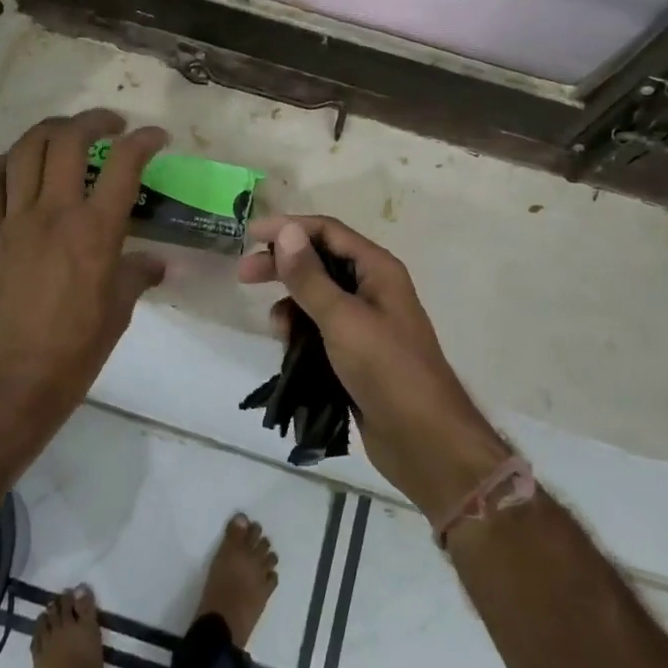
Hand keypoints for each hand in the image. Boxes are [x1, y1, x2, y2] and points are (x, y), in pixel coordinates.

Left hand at [0, 110, 167, 458]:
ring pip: (25, 151)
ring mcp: (15, 221)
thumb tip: (156, 263)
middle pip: (68, 140)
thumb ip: (138, 275)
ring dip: (50, 130)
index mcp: (95, 232)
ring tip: (67, 132)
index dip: (144, 140)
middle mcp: (54, 214)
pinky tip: (19, 163)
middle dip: (94, 120)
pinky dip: (7, 163)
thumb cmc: (76, 350)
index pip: (124, 164)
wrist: (13, 382)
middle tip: (111, 125)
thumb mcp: (119, 311)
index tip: (157, 137)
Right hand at [237, 215, 509, 523]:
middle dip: (283, 265)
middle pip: (319, 261)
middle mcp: (372, 288)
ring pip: (317, 297)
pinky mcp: (356, 352)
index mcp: (377, 269)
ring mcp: (365, 321)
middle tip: (244, 275)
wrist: (424, 439)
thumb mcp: (342, 319)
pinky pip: (320, 328)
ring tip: (277, 328)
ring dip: (291, 304)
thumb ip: (310, 277)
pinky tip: (289, 348)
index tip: (250, 234)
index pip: (327, 231)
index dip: (289, 228)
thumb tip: (287, 231)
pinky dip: (301, 331)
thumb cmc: (387, 370)